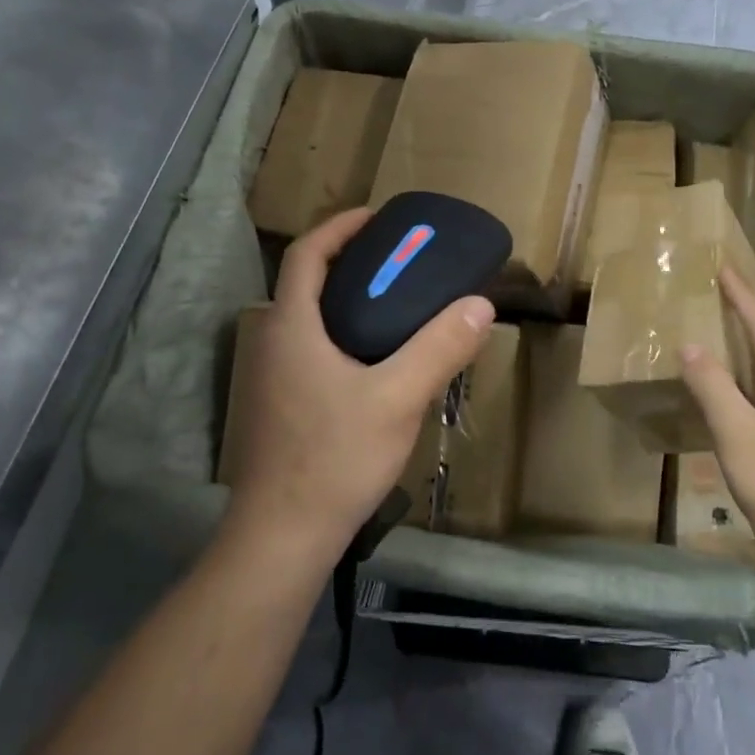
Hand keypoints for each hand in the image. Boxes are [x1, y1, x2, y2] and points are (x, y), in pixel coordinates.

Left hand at [225, 209, 494, 559]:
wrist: (283, 537)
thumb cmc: (334, 458)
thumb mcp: (398, 398)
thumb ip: (439, 348)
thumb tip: (480, 305)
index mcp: (292, 327)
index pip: (308, 254)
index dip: (341, 227)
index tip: (379, 217)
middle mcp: (275, 343)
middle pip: (310, 282)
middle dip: (353, 260)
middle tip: (403, 259)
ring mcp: (275, 377)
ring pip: (313, 318)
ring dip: (351, 299)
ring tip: (401, 302)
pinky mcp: (284, 405)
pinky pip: (316, 348)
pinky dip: (347, 333)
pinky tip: (383, 359)